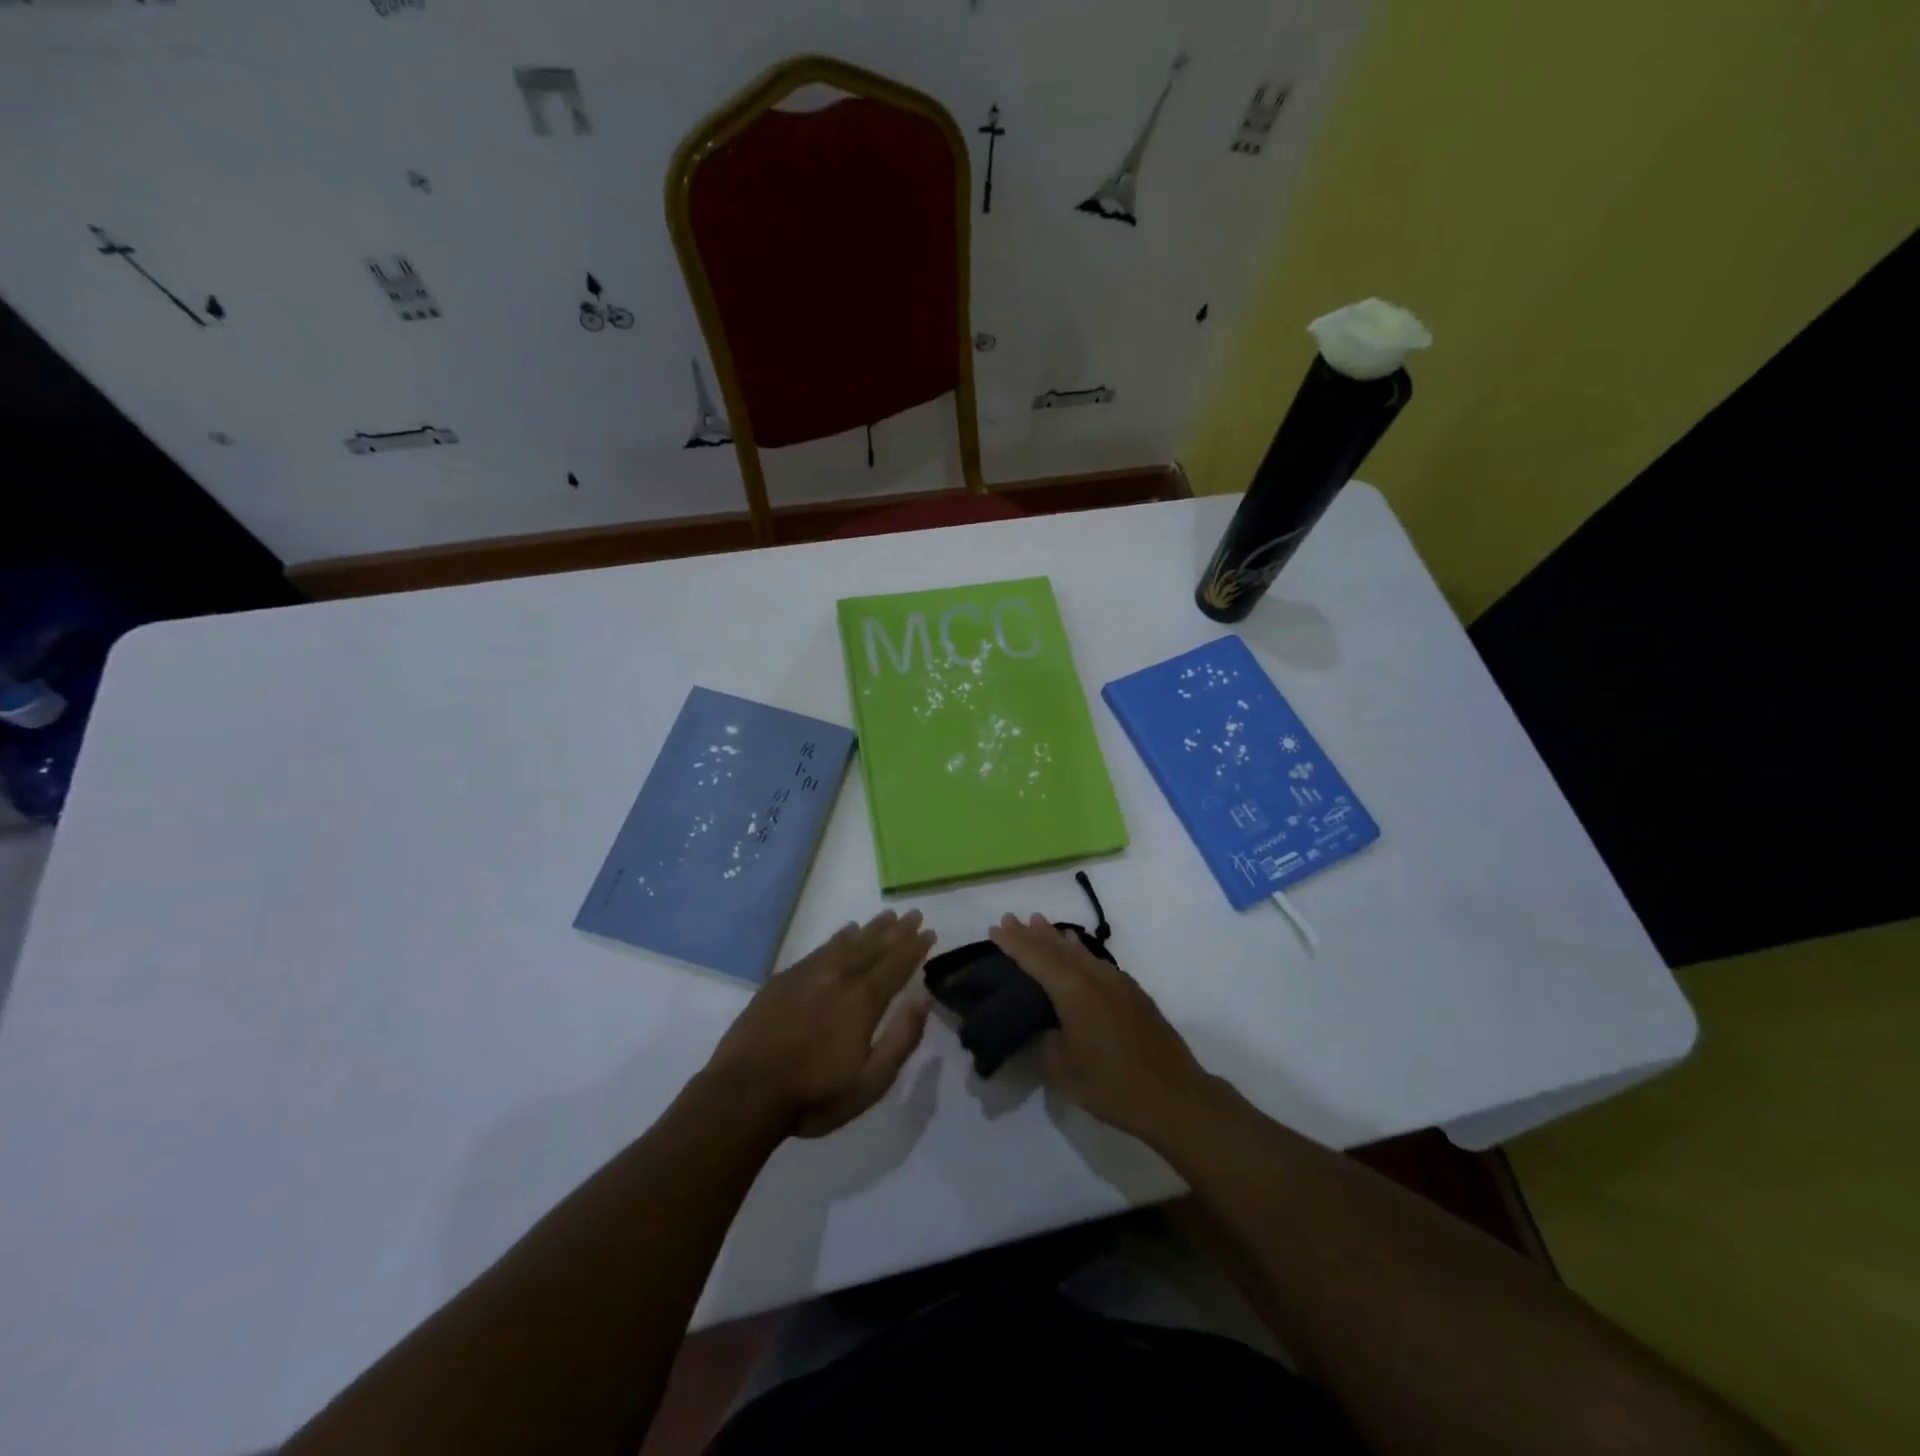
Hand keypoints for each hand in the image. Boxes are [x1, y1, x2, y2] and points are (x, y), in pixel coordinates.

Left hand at [706, 910, 935, 1138]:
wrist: (743, 1093)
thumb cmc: (813, 1096)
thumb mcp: (869, 1083)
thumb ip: (900, 1040)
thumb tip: (922, 1000)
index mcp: (862, 1001)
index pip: (896, 965)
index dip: (914, 948)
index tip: (929, 932)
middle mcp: (838, 977)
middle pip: (873, 947)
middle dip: (897, 931)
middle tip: (914, 914)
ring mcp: (808, 975)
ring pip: (847, 943)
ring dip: (870, 929)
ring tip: (887, 916)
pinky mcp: (783, 980)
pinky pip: (821, 949)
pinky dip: (838, 938)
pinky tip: (846, 932)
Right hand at [987, 913, 1216, 1143]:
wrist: (1175, 1096)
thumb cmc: (1114, 1086)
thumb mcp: (1064, 1070)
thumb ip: (1048, 1040)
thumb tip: (1046, 1024)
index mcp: (1074, 992)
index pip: (1036, 958)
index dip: (1014, 943)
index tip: (995, 929)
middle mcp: (1095, 977)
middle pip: (1057, 947)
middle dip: (1031, 933)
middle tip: (1011, 918)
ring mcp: (1117, 982)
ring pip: (1079, 951)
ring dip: (1056, 937)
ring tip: (1038, 922)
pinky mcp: (1132, 993)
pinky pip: (1096, 960)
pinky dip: (1079, 950)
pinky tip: (1076, 948)